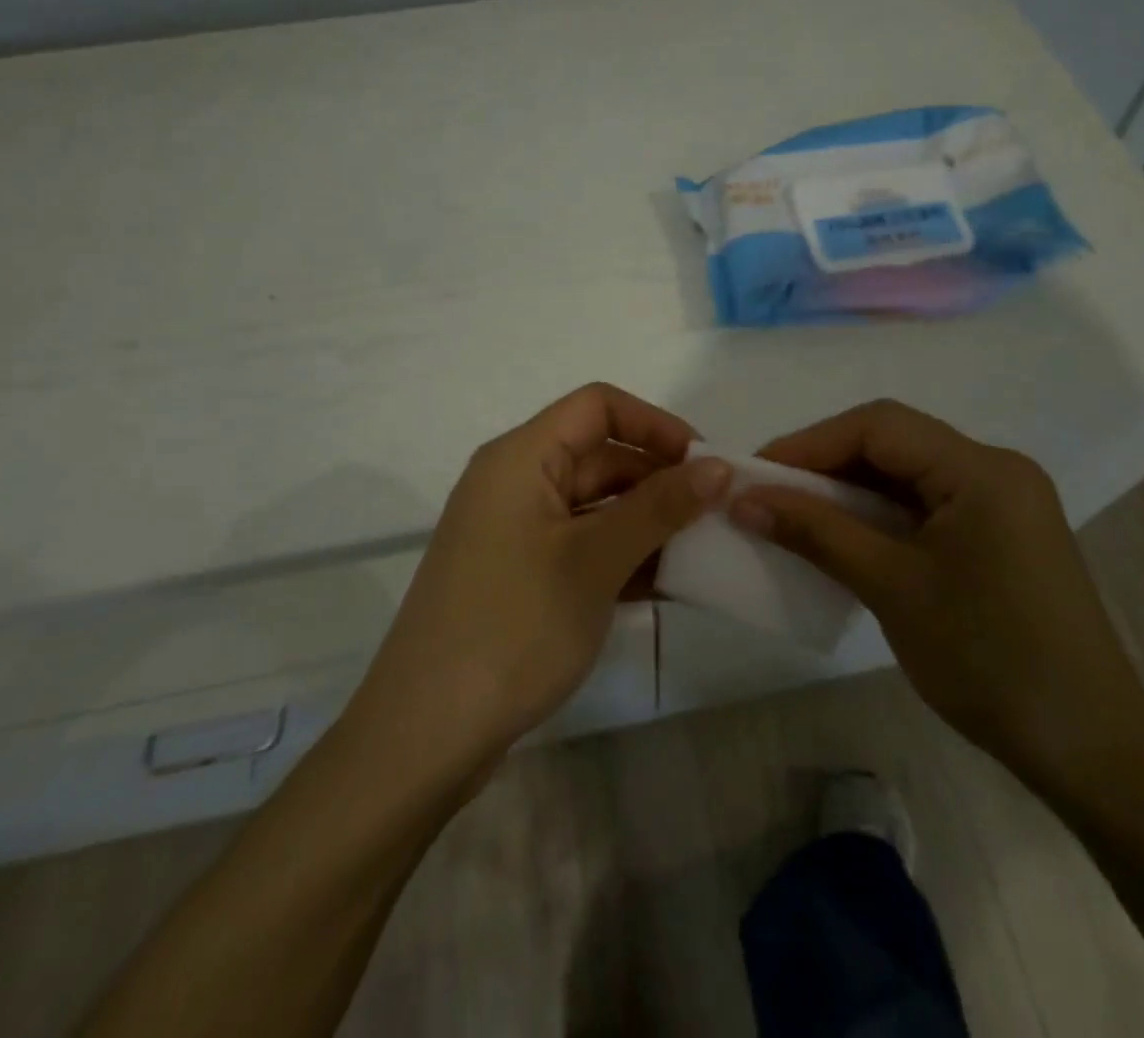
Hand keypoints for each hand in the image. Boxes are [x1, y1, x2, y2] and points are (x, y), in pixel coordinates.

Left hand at [349, 384, 730, 780]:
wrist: (425, 736)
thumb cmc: (513, 627)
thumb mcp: (595, 560)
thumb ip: (660, 507)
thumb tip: (718, 466)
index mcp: (521, 457)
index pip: (597, 406)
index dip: (655, 424)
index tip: (705, 463)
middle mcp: (515, 482)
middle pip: (599, 455)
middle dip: (659, 480)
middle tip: (717, 514)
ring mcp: (515, 532)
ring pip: (594, 505)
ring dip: (646, 523)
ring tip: (702, 552)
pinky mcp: (519, 575)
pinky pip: (581, 545)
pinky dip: (621, 556)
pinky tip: (664, 584)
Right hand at [730, 400, 1143, 797]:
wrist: (1088, 750)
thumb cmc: (989, 661)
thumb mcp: (891, 588)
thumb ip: (816, 532)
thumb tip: (742, 499)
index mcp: (982, 470)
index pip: (880, 426)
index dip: (811, 442)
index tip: (756, 473)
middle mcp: (995, 470)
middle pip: (894, 443)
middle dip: (826, 463)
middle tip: (769, 493)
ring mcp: (1002, 503)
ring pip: (907, 473)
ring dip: (849, 490)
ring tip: (794, 514)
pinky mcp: (999, 535)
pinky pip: (926, 505)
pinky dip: (879, 515)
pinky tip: (844, 537)